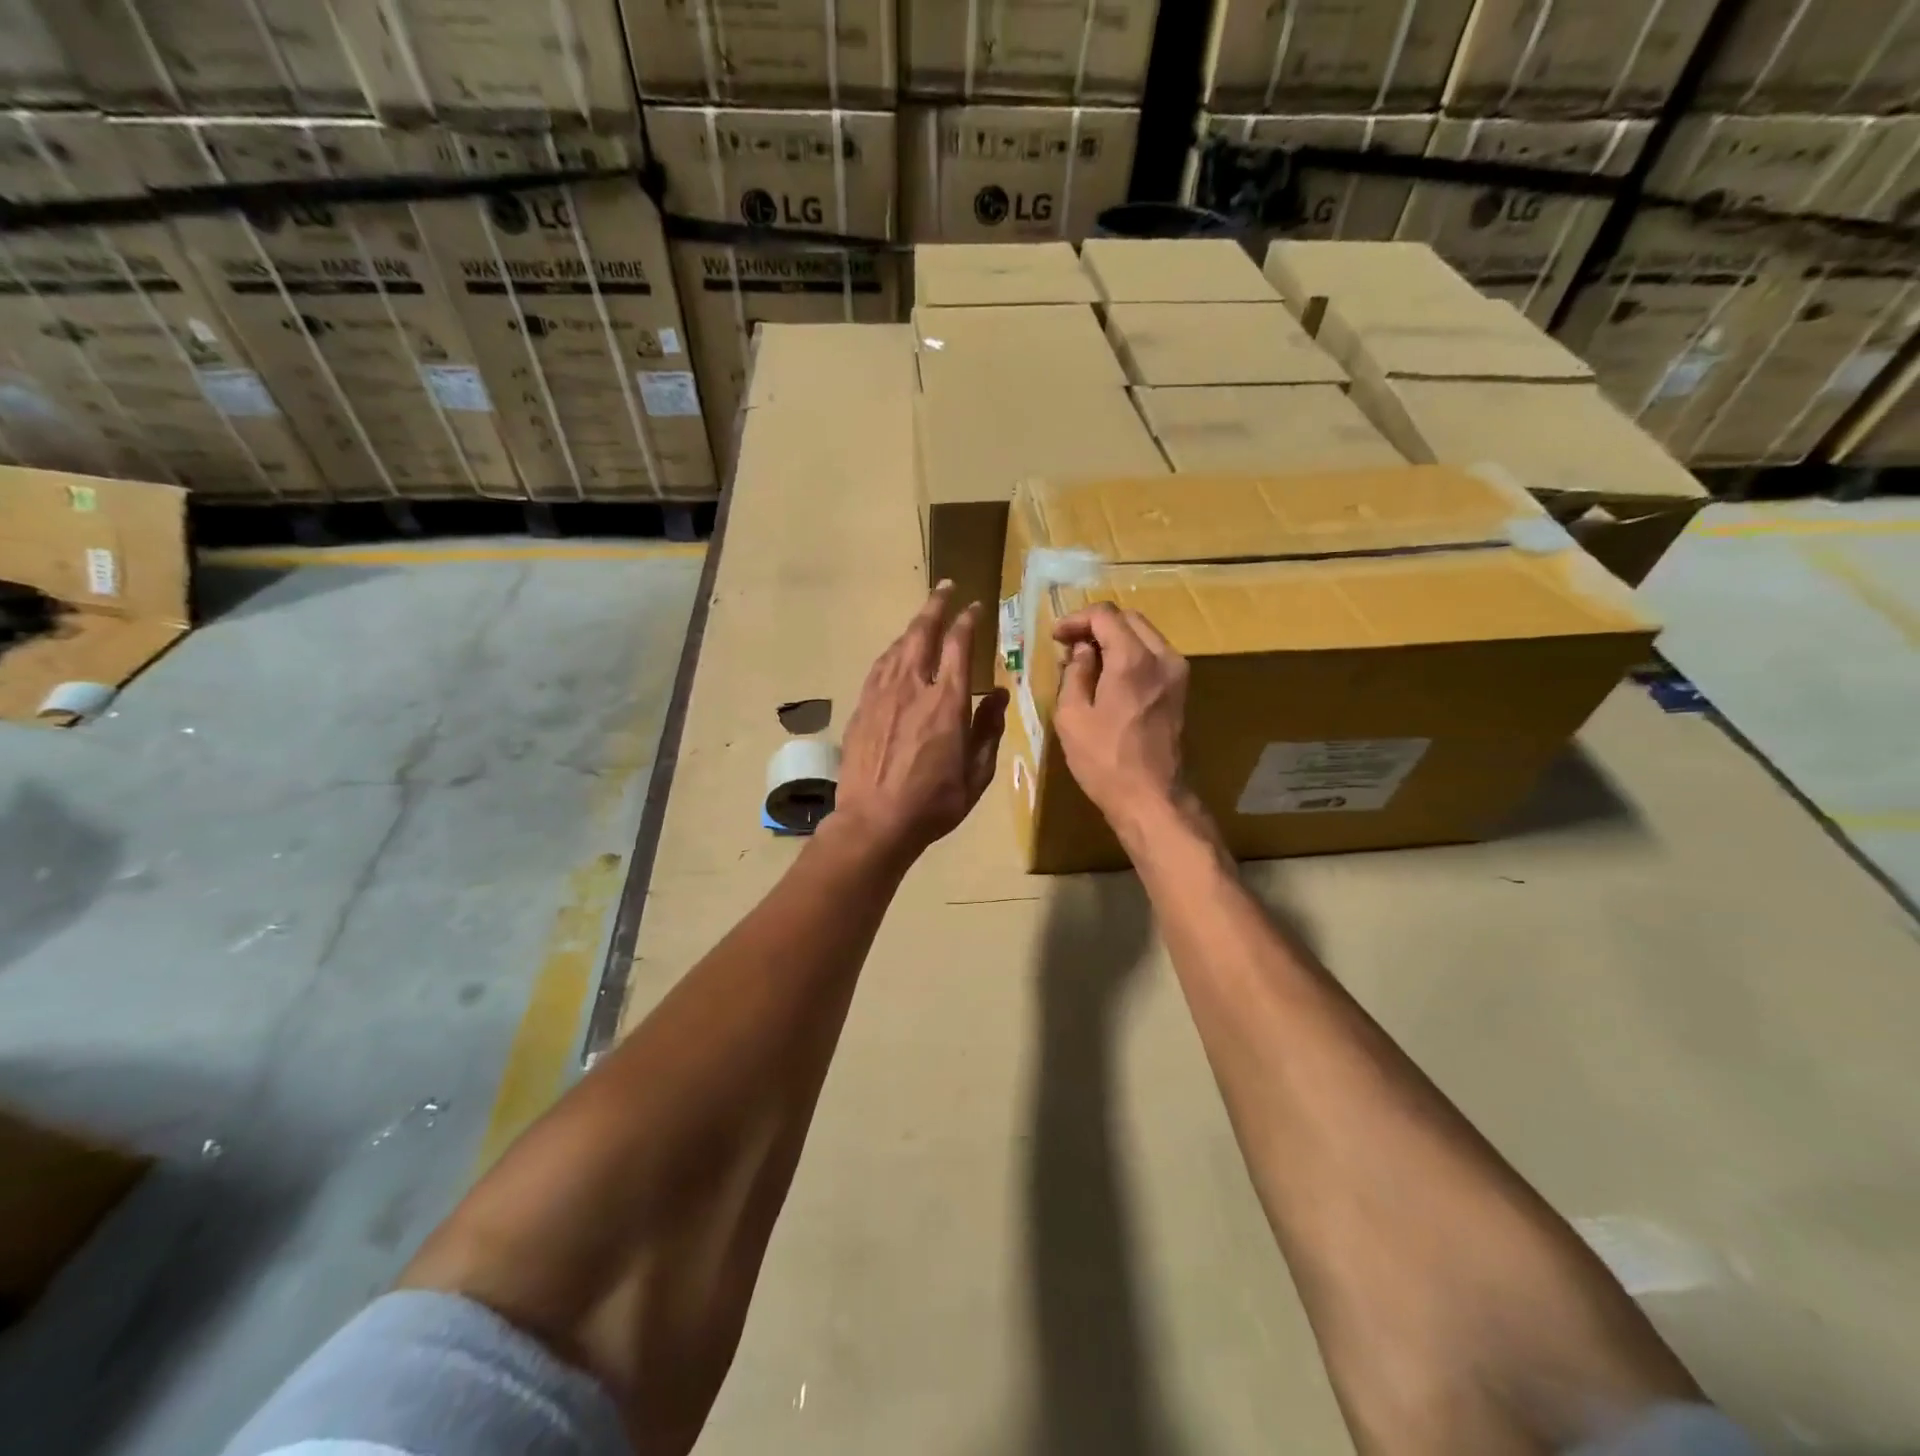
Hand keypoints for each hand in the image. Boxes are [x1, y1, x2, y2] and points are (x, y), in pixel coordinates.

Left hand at [834, 581, 1007, 864]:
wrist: (874, 822)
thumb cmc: (934, 803)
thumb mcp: (977, 773)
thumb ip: (989, 729)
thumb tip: (999, 695)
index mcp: (947, 702)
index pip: (958, 645)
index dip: (967, 620)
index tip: (974, 607)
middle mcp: (913, 688)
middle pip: (922, 633)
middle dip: (936, 606)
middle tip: (945, 588)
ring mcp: (882, 695)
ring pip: (898, 647)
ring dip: (913, 627)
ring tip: (923, 617)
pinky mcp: (862, 708)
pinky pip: (879, 668)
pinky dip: (892, 653)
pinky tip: (896, 653)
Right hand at [1051, 603, 1191, 836]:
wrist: (1151, 798)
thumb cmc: (1104, 760)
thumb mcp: (1072, 715)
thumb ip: (1075, 673)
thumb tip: (1082, 652)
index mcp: (1133, 659)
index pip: (1105, 615)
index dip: (1076, 619)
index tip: (1055, 637)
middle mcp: (1162, 657)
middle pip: (1129, 619)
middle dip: (1096, 625)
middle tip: (1069, 645)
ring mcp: (1177, 674)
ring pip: (1144, 635)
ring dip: (1114, 639)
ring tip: (1086, 661)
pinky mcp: (1180, 691)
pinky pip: (1153, 656)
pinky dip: (1129, 654)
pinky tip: (1108, 676)